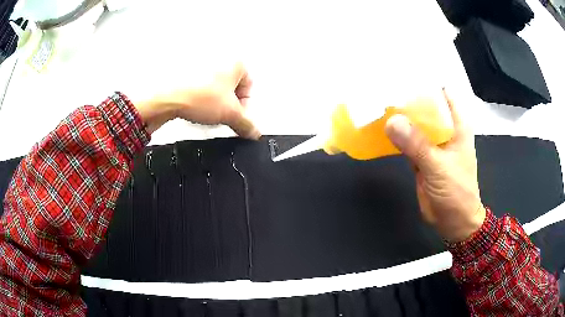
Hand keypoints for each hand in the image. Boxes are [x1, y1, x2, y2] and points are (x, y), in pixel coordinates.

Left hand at [133, 61, 259, 138]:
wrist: (167, 96)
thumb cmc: (201, 97)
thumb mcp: (230, 114)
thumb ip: (247, 124)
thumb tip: (255, 133)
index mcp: (237, 63)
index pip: (249, 88)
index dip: (245, 107)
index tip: (237, 120)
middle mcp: (221, 59)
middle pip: (233, 88)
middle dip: (230, 106)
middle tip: (223, 117)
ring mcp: (203, 64)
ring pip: (217, 89)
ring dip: (216, 103)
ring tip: (207, 114)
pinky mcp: (188, 72)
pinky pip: (202, 88)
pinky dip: (202, 99)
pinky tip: (196, 108)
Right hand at [385, 89, 485, 241]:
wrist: (454, 222)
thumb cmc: (457, 193)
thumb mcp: (439, 167)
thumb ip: (418, 145)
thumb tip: (391, 121)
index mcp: (456, 125)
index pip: (441, 94)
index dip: (424, 84)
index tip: (400, 75)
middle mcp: (444, 130)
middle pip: (424, 107)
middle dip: (405, 99)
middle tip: (380, 88)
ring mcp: (432, 143)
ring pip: (414, 124)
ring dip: (399, 117)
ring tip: (375, 104)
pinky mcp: (421, 157)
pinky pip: (406, 141)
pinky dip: (395, 136)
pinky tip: (380, 128)